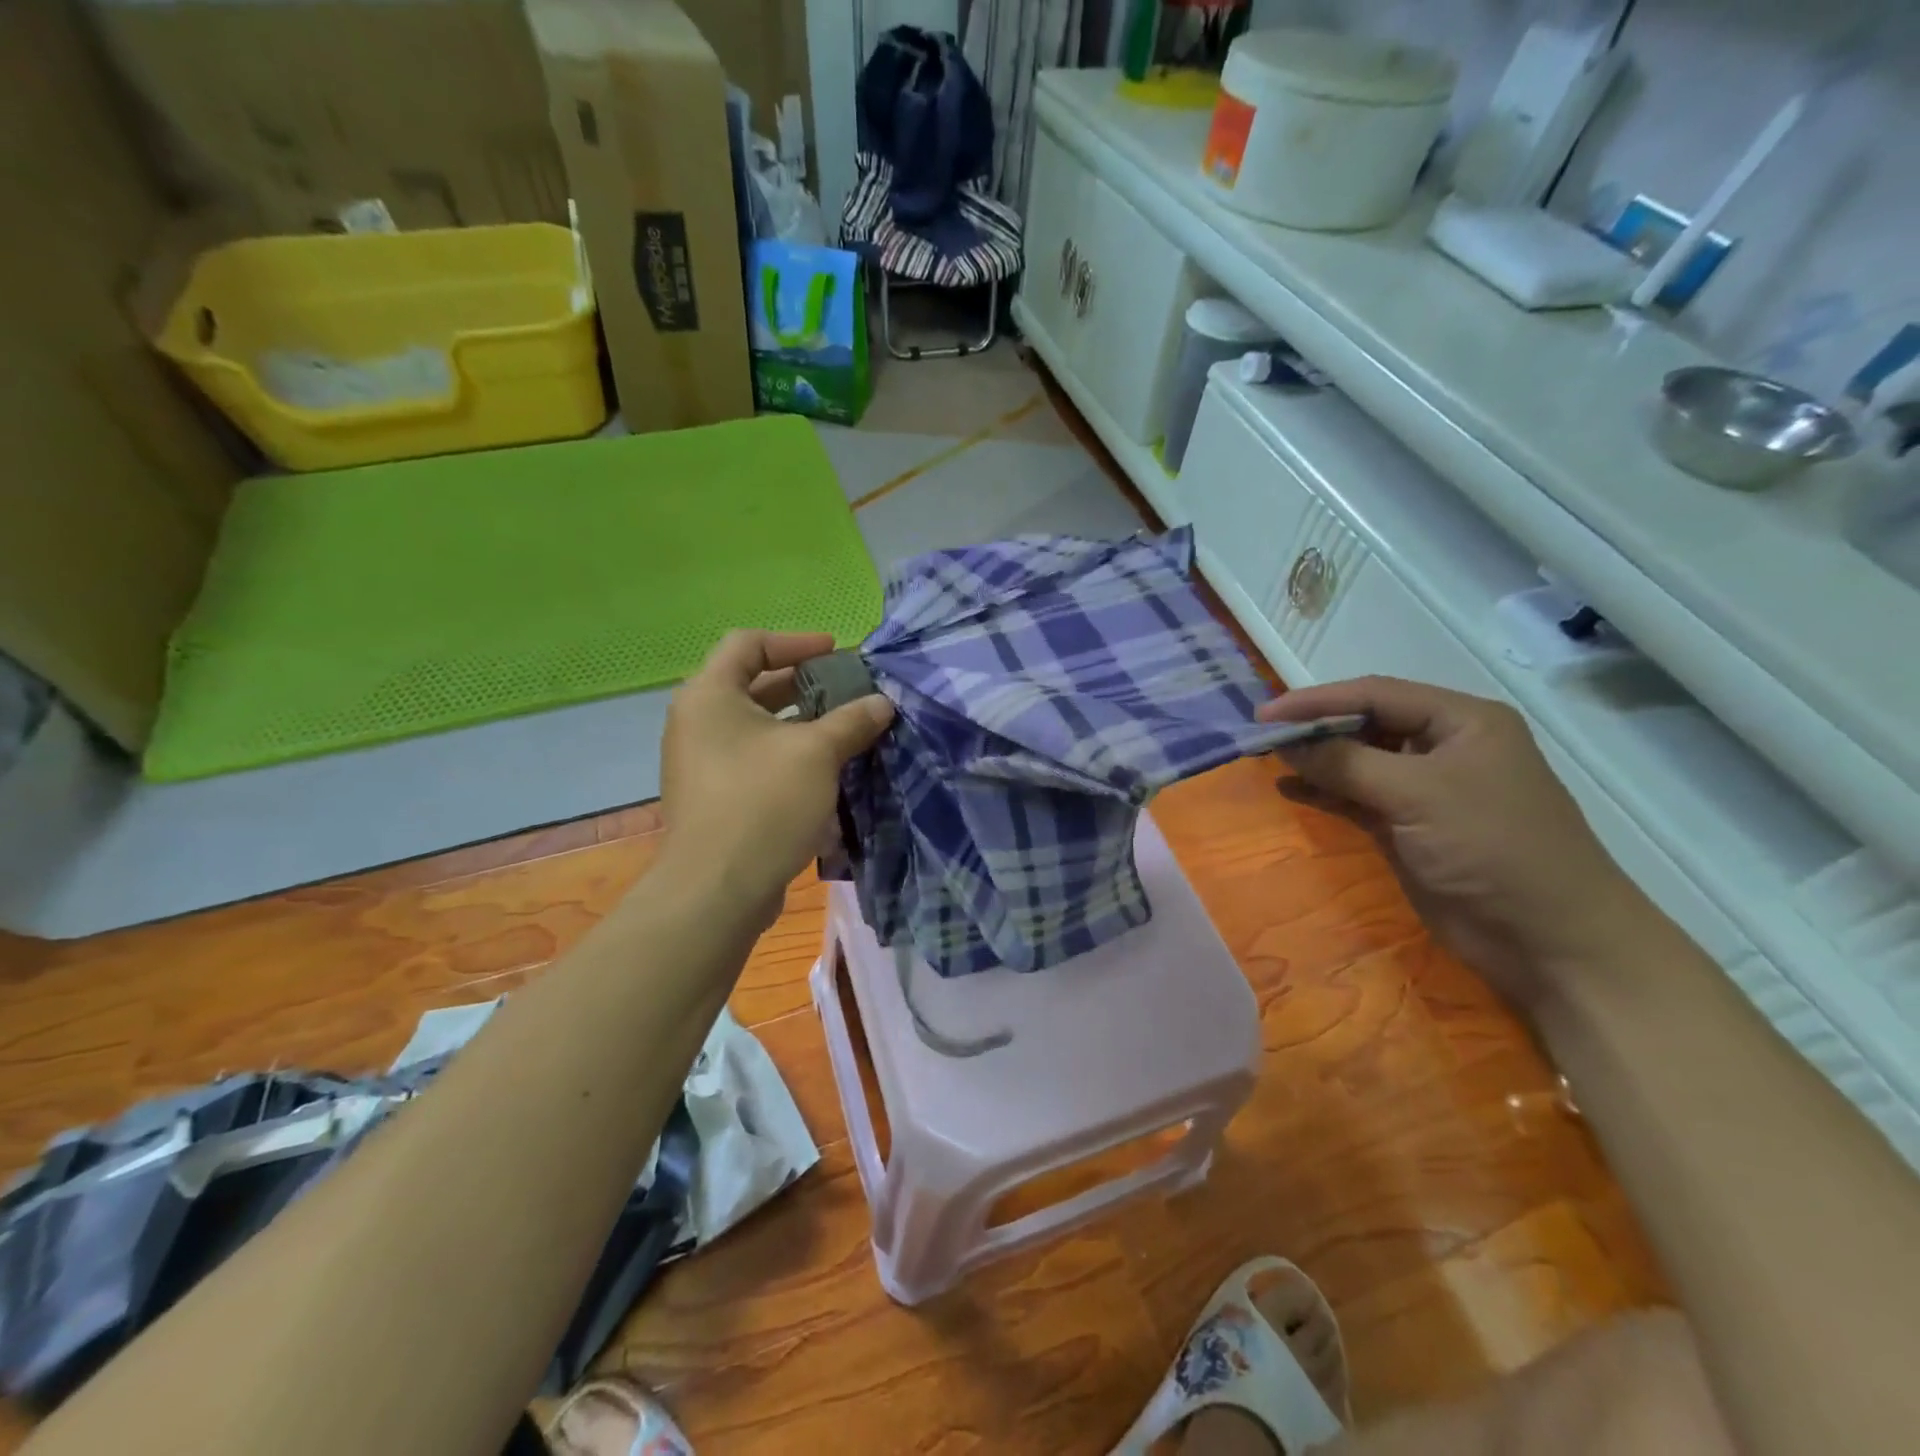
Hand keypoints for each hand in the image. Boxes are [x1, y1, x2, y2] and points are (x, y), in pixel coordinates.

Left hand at [658, 631, 892, 929]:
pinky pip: (756, 761)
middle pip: (755, 685)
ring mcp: (703, 763)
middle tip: (850, 692)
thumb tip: (882, 703)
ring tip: (848, 731)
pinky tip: (829, 773)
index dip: (795, 642)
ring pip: (759, 728)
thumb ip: (852, 721)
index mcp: (710, 696)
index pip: (749, 643)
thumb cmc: (763, 804)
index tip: (836, 652)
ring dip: (804, 726)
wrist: (717, 891)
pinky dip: (790, 757)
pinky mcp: (716, 798)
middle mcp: (698, 722)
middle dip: (806, 686)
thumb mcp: (816, 754)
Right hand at [1259, 676, 1653, 1014]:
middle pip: (1365, 724)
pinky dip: (1323, 791)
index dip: (1317, 700)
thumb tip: (1285, 744)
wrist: (1548, 940)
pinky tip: (1289, 789)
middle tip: (1261, 736)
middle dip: (1314, 728)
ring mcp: (1424, 789)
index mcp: (1461, 721)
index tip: (1266, 714)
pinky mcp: (1408, 826)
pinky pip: (1355, 797)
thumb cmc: (1492, 847)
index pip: (1376, 694)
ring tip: (1268, 759)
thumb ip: (1346, 763)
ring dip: (1315, 759)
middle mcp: (1443, 746)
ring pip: (1357, 760)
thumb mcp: (1417, 794)